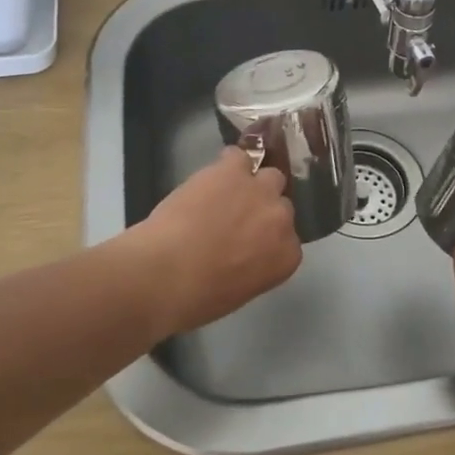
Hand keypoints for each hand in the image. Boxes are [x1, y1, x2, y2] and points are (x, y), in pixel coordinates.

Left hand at [135, 147, 301, 333]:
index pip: (288, 239)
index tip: (249, 242)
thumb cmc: (198, 297)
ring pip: (269, 176)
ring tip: (225, 193)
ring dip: (252, 184)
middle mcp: (282, 219)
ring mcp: (260, 191)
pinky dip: (227, 165)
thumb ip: (255, 265)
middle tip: (236, 219)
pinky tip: (211, 177)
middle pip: (281, 204)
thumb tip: (242, 251)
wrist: (166, 273)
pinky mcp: (234, 171)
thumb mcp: (239, 290)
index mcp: (286, 256)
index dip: (267, 237)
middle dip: (262, 210)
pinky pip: (239, 157)